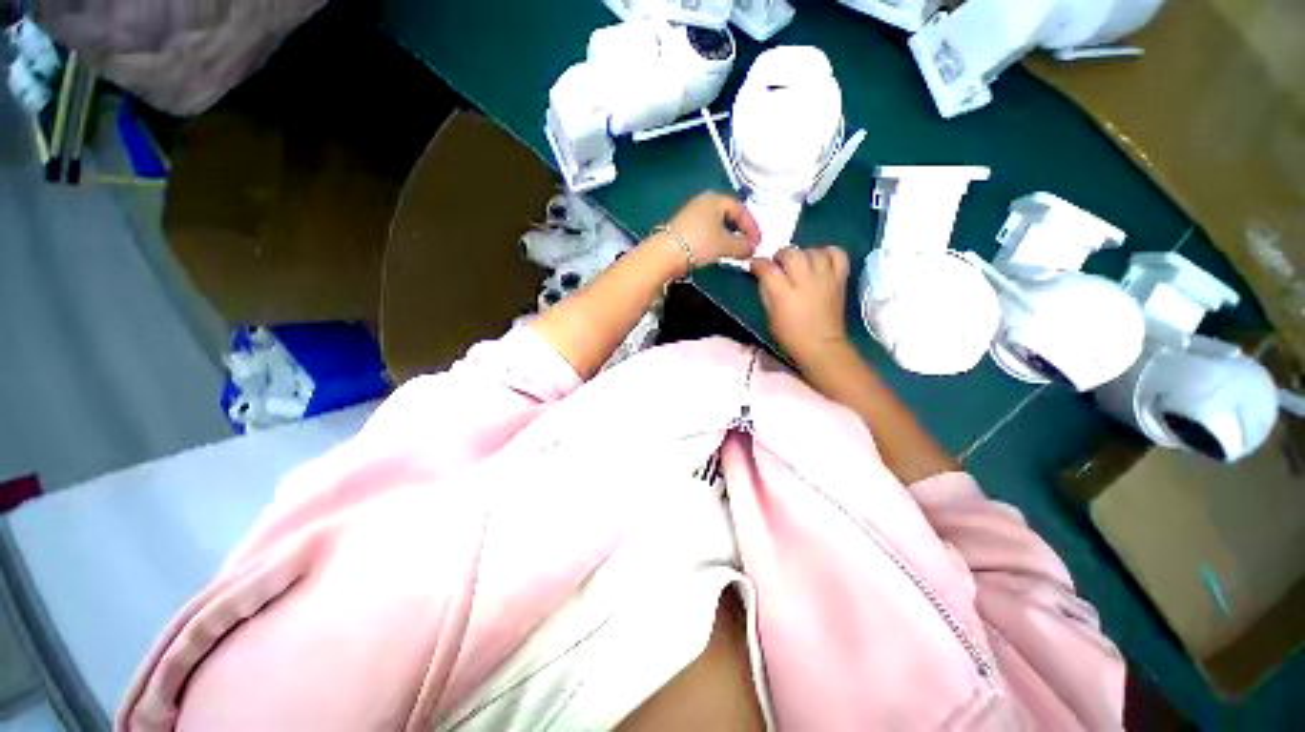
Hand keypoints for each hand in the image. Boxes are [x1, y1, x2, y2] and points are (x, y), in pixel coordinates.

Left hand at [663, 192, 760, 270]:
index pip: (740, 209)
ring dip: (728, 237)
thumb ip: (743, 246)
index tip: (758, 243)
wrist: (666, 253)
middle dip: (740, 231)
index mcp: (716, 199)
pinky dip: (715, 240)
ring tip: (734, 252)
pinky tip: (717, 252)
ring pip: (716, 224)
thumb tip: (751, 249)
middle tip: (747, 246)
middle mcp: (703, 202)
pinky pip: (706, 231)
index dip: (752, 227)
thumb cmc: (700, 243)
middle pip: (728, 215)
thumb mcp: (726, 245)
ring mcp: (691, 214)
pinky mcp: (682, 228)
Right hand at [752, 246, 851, 366]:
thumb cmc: (791, 337)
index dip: (758, 264)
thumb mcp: (771, 317)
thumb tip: (765, 278)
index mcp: (784, 295)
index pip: (768, 269)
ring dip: (803, 253)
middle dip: (781, 255)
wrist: (822, 347)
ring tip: (799, 263)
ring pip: (813, 251)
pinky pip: (837, 254)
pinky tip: (820, 259)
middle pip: (791, 254)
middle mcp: (806, 282)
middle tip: (778, 265)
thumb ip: (768, 293)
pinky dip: (828, 252)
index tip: (755, 266)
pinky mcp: (840, 279)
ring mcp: (825, 279)